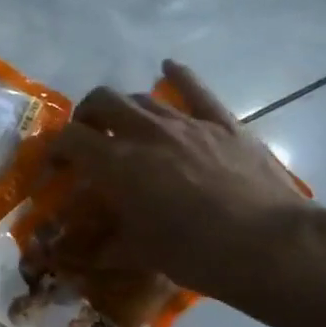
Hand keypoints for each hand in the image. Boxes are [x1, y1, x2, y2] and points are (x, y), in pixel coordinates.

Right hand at [47, 60, 311, 307]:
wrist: (269, 245)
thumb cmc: (194, 253)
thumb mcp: (137, 254)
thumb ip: (97, 249)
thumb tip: (65, 257)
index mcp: (116, 163)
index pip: (70, 138)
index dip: (56, 149)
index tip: (57, 167)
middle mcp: (145, 132)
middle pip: (102, 101)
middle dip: (87, 116)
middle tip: (88, 138)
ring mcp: (186, 122)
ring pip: (142, 98)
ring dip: (125, 108)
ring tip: (125, 126)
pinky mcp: (223, 123)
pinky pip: (196, 89)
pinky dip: (178, 76)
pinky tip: (169, 69)